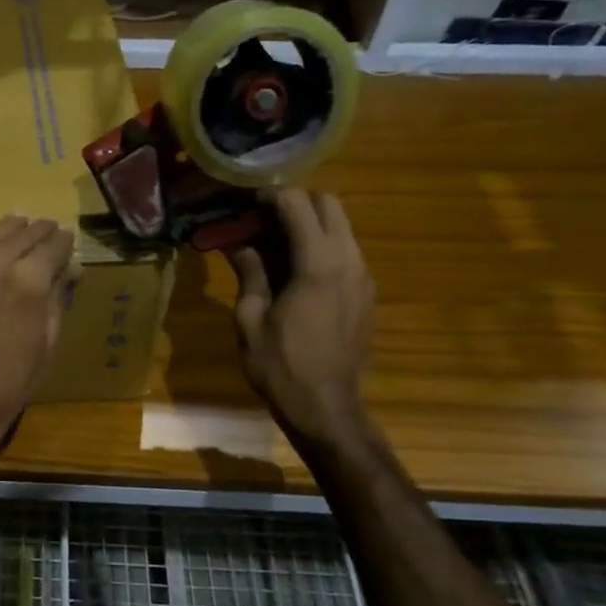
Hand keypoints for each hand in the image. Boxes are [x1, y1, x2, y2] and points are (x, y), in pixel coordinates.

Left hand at [0, 216, 79, 471]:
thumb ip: (58, 295)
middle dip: (40, 233)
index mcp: (28, 280)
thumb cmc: (9, 382)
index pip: (54, 245)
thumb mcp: (47, 340)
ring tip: (19, 230)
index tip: (67, 241)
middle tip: (48, 234)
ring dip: (8, 231)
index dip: (64, 243)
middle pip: (23, 232)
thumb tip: (72, 267)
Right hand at [228, 189, 374, 448]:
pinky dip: (320, 245)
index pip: (297, 204)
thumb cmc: (281, 366)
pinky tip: (293, 270)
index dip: (268, 196)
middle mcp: (348, 261)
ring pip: (341, 226)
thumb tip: (238, 243)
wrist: (327, 409)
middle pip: (328, 204)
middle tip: (259, 220)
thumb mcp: (250, 318)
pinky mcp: (366, 293)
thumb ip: (249, 272)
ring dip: (308, 223)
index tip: (242, 204)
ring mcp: (363, 276)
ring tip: (272, 244)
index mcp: (318, 264)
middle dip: (294, 202)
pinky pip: (345, 251)